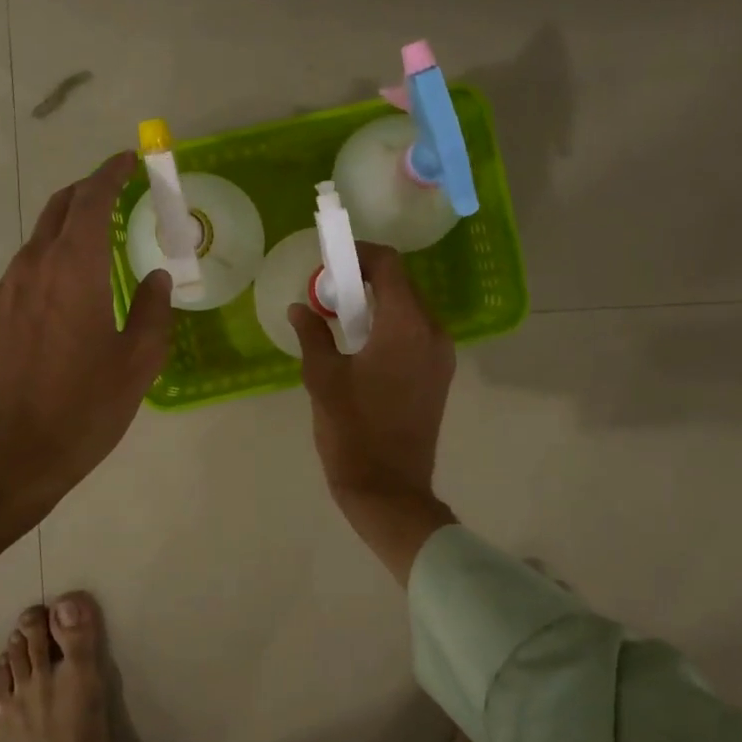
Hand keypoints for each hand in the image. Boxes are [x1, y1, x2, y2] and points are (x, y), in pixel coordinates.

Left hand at [0, 152, 172, 576]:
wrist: (4, 459)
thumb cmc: (81, 410)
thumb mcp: (137, 364)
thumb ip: (153, 313)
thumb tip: (157, 278)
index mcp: (74, 271)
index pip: (91, 201)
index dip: (111, 174)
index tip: (131, 160)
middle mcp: (34, 268)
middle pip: (59, 208)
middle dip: (89, 190)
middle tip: (119, 189)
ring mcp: (8, 291)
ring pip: (40, 236)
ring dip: (70, 222)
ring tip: (101, 233)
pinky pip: (28, 265)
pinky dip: (54, 252)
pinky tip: (73, 279)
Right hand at [288, 242, 457, 583]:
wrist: (389, 488)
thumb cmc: (352, 430)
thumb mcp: (322, 377)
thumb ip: (313, 333)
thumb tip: (300, 307)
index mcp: (406, 326)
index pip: (389, 265)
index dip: (359, 253)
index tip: (330, 261)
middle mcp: (433, 332)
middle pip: (402, 284)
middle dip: (365, 279)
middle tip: (329, 292)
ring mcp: (441, 355)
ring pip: (410, 309)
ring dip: (378, 303)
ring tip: (341, 318)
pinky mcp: (440, 375)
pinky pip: (416, 333)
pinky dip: (390, 326)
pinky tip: (362, 344)